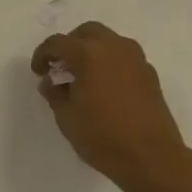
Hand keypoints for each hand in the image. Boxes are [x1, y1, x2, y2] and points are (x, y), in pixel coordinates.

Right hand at [31, 21, 191, 191]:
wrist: (153, 158)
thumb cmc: (103, 137)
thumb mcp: (67, 118)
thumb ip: (55, 94)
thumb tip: (51, 82)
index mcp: (88, 54)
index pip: (58, 43)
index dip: (42, 55)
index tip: (38, 71)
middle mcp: (113, 47)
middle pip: (87, 32)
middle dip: (70, 44)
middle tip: (61, 66)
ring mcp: (135, 59)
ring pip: (109, 40)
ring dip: (93, 50)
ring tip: (85, 75)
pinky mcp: (150, 74)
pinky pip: (125, 57)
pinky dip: (111, 62)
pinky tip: (106, 86)